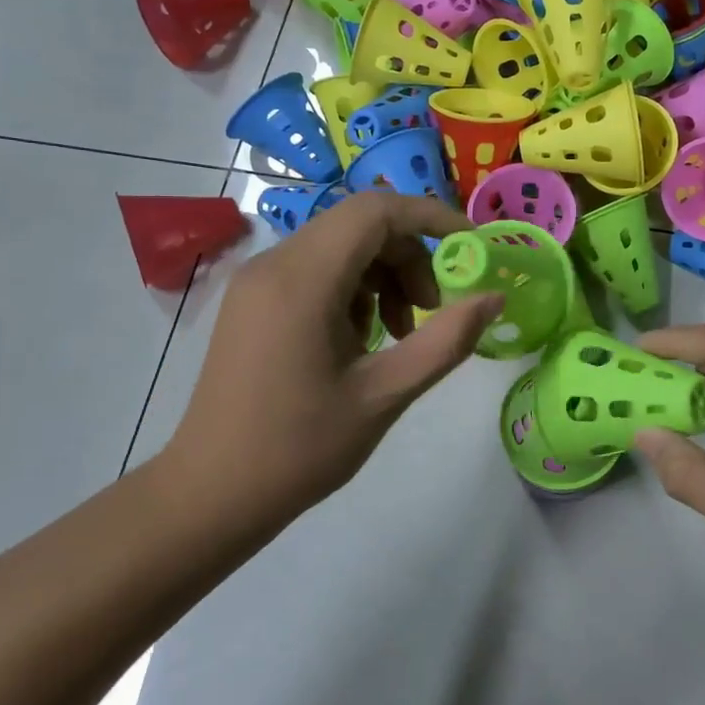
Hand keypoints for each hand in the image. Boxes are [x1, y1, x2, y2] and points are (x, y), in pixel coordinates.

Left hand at [160, 192, 501, 525]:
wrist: (211, 493)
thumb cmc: (300, 448)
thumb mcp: (385, 395)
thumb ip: (446, 341)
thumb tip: (494, 298)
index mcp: (302, 279)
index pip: (377, 210)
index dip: (432, 217)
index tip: (472, 248)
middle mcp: (274, 262)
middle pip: (361, 225)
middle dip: (410, 257)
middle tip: (432, 312)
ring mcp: (257, 279)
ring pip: (341, 245)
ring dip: (384, 275)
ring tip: (398, 334)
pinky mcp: (253, 299)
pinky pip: (317, 268)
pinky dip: (354, 288)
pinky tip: (361, 339)